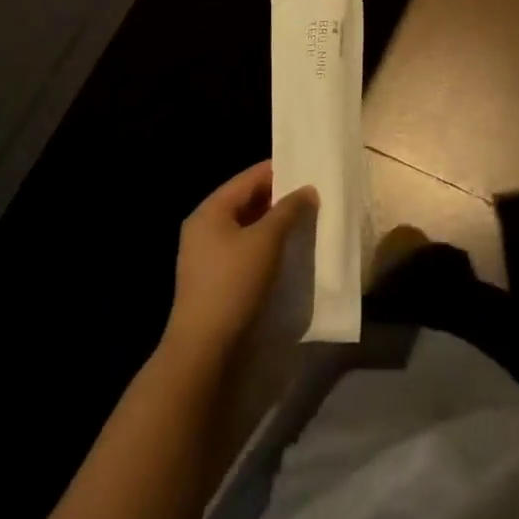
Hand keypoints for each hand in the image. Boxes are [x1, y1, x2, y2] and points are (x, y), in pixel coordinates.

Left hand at [162, 161, 313, 364]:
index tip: (310, 169)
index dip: (280, 170)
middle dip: (280, 198)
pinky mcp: (216, 279)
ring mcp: (208, 255)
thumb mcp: (266, 241)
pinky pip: (246, 249)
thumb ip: (288, 210)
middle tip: (314, 195)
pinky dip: (267, 245)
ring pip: (248, 227)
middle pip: (247, 201)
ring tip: (308, 220)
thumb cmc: (233, 284)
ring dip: (276, 223)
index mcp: (210, 211)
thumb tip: (307, 190)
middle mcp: (204, 228)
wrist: (204, 350)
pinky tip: (290, 249)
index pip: (249, 177)